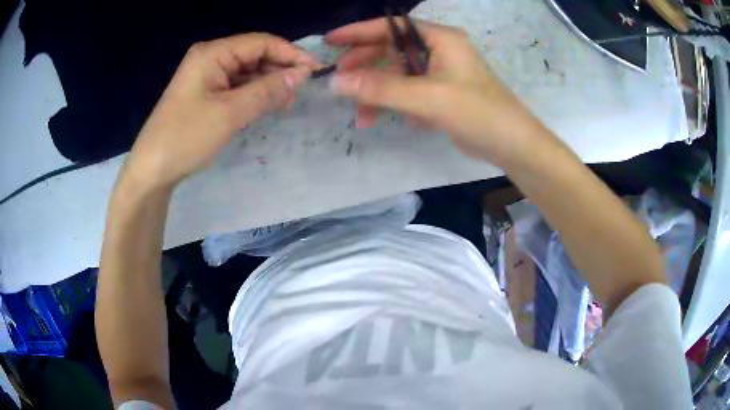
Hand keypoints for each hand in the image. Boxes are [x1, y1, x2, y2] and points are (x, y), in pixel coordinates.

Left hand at [124, 34, 319, 188]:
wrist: (152, 169)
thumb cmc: (186, 137)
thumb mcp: (230, 113)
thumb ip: (267, 91)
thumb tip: (301, 75)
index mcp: (213, 53)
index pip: (260, 43)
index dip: (290, 54)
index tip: (314, 71)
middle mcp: (210, 58)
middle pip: (254, 55)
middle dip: (279, 70)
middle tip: (301, 91)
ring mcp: (206, 76)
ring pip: (247, 72)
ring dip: (268, 84)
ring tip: (287, 101)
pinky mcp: (205, 93)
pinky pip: (236, 86)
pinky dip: (253, 94)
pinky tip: (267, 105)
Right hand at [327, 18, 548, 164]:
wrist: (512, 145)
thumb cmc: (477, 112)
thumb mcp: (427, 98)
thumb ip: (381, 89)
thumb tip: (335, 83)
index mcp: (439, 39)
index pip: (391, 27)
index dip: (358, 32)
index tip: (330, 42)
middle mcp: (439, 50)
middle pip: (391, 50)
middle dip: (365, 68)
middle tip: (340, 84)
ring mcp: (440, 73)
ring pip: (398, 75)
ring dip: (379, 94)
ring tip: (362, 118)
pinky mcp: (441, 94)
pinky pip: (409, 92)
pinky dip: (396, 105)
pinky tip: (391, 120)